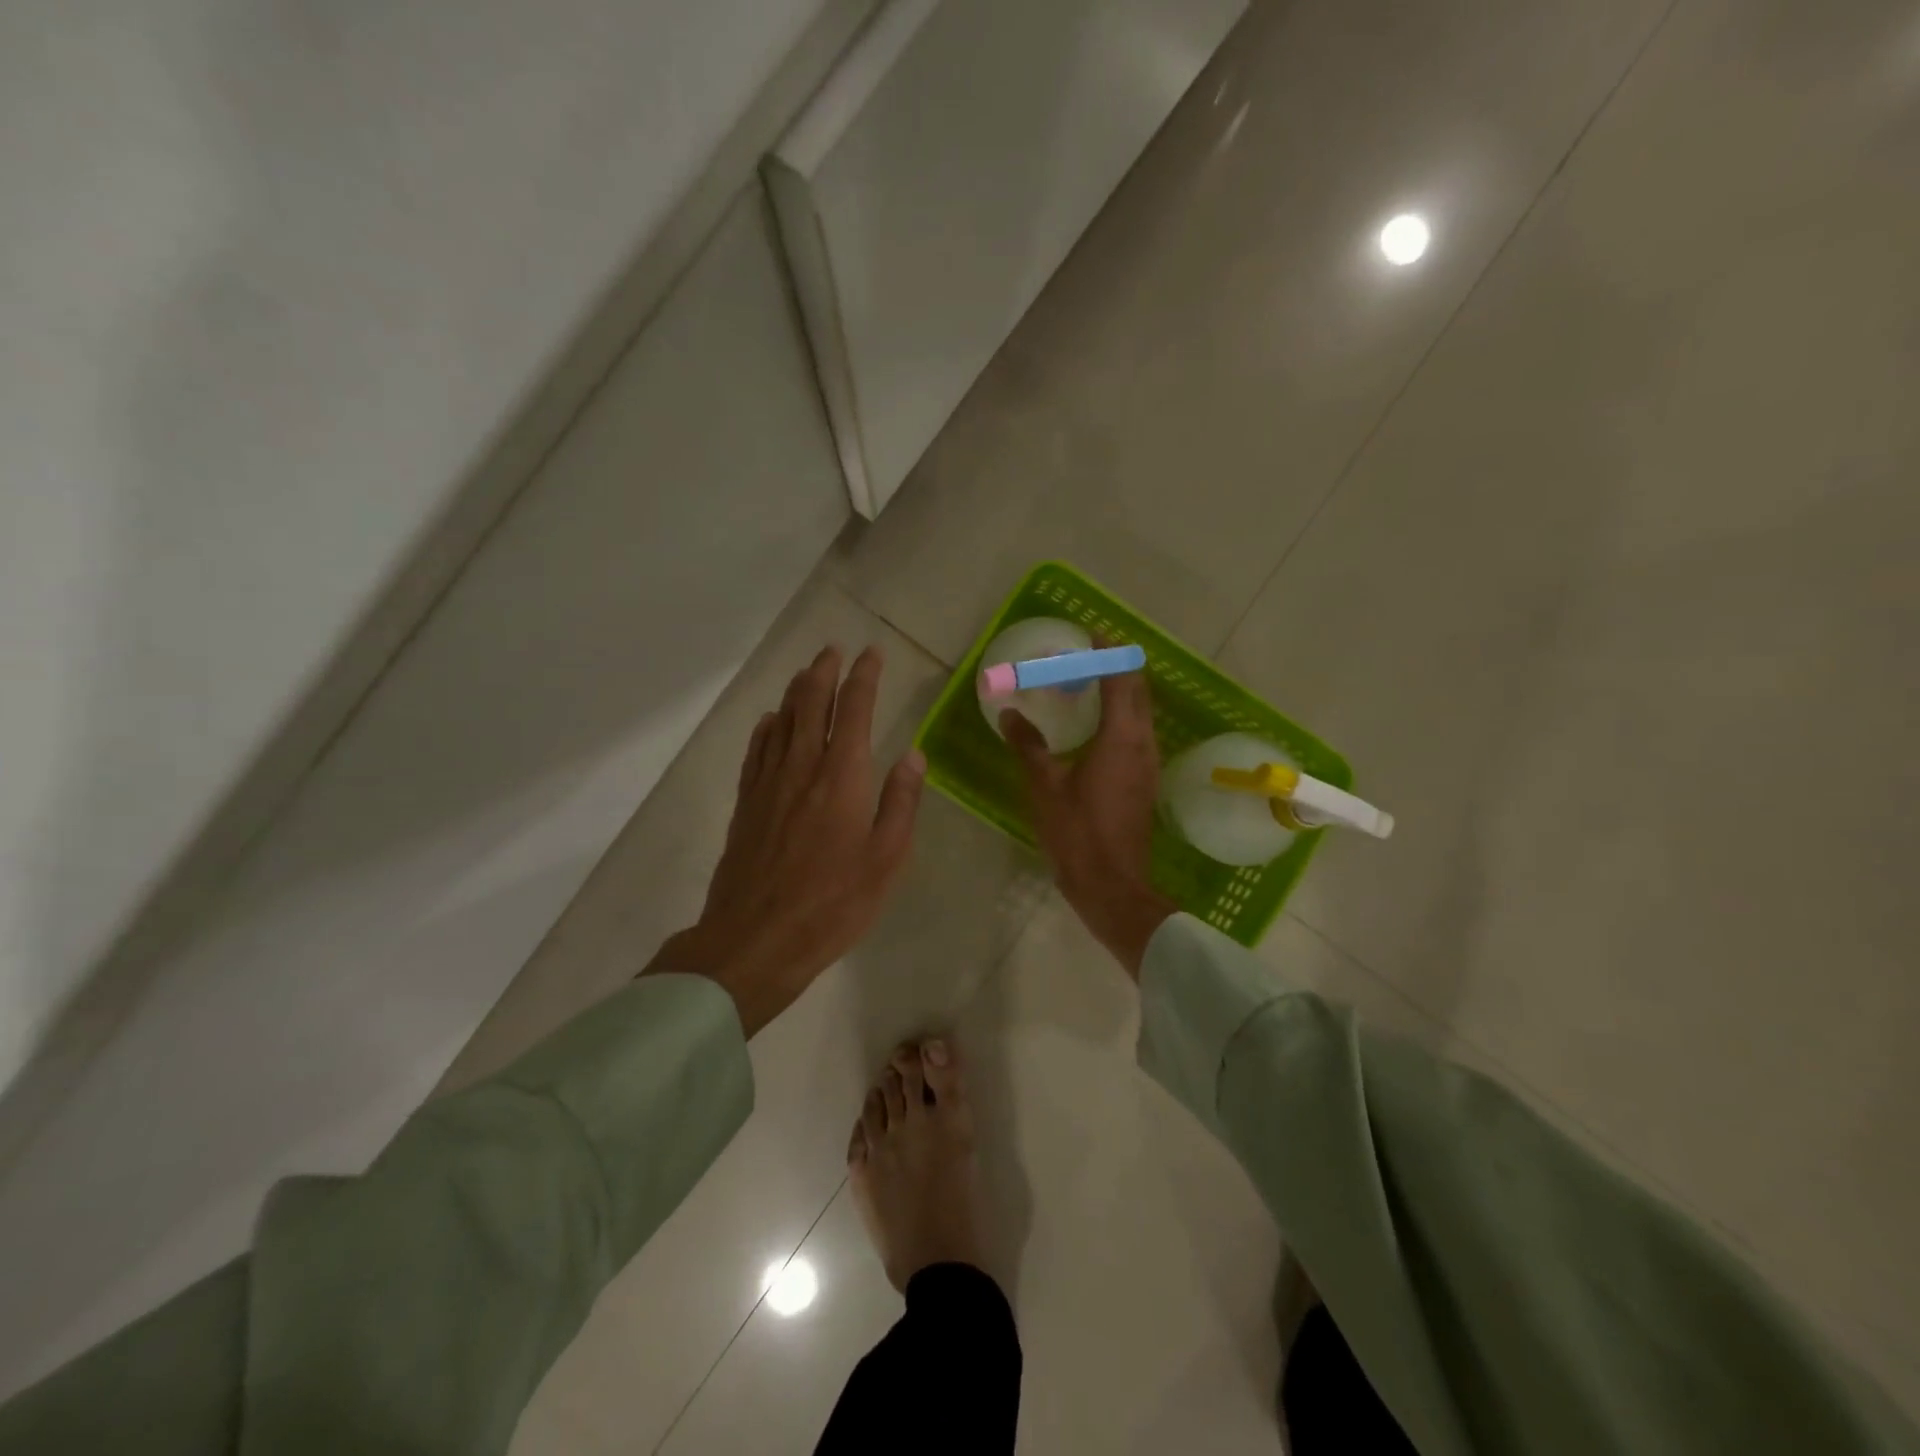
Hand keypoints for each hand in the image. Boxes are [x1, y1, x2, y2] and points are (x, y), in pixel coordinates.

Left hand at [651, 645, 925, 1035]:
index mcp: (842, 777)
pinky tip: (770, 721)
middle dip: (824, 672)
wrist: (755, 939)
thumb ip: (900, 803)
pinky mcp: (746, 804)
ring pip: (781, 721)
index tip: (871, 654)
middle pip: (810, 704)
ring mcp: (768, 784)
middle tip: (834, 650)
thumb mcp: (885, 860)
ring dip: (795, 691)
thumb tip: (913, 755)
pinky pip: (756, 751)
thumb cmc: (832, 904)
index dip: (863, 678)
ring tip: (806, 673)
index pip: (853, 711)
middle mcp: (802, 768)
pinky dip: (766, 728)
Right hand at [1001, 660, 1175, 978]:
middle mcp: (1143, 744)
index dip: (1109, 653)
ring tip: (1089, 685)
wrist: (1112, 886)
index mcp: (1121, 738)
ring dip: (1121, 692)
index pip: (1121, 679)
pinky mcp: (1145, 782)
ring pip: (1141, 714)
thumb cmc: (1077, 833)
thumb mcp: (1044, 787)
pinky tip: (1096, 727)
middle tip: (1087, 656)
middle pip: (1138, 691)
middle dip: (1117, 667)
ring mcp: (1149, 764)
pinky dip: (1121, 717)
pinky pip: (1137, 734)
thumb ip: (1028, 745)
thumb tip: (1010, 713)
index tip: (1092, 634)